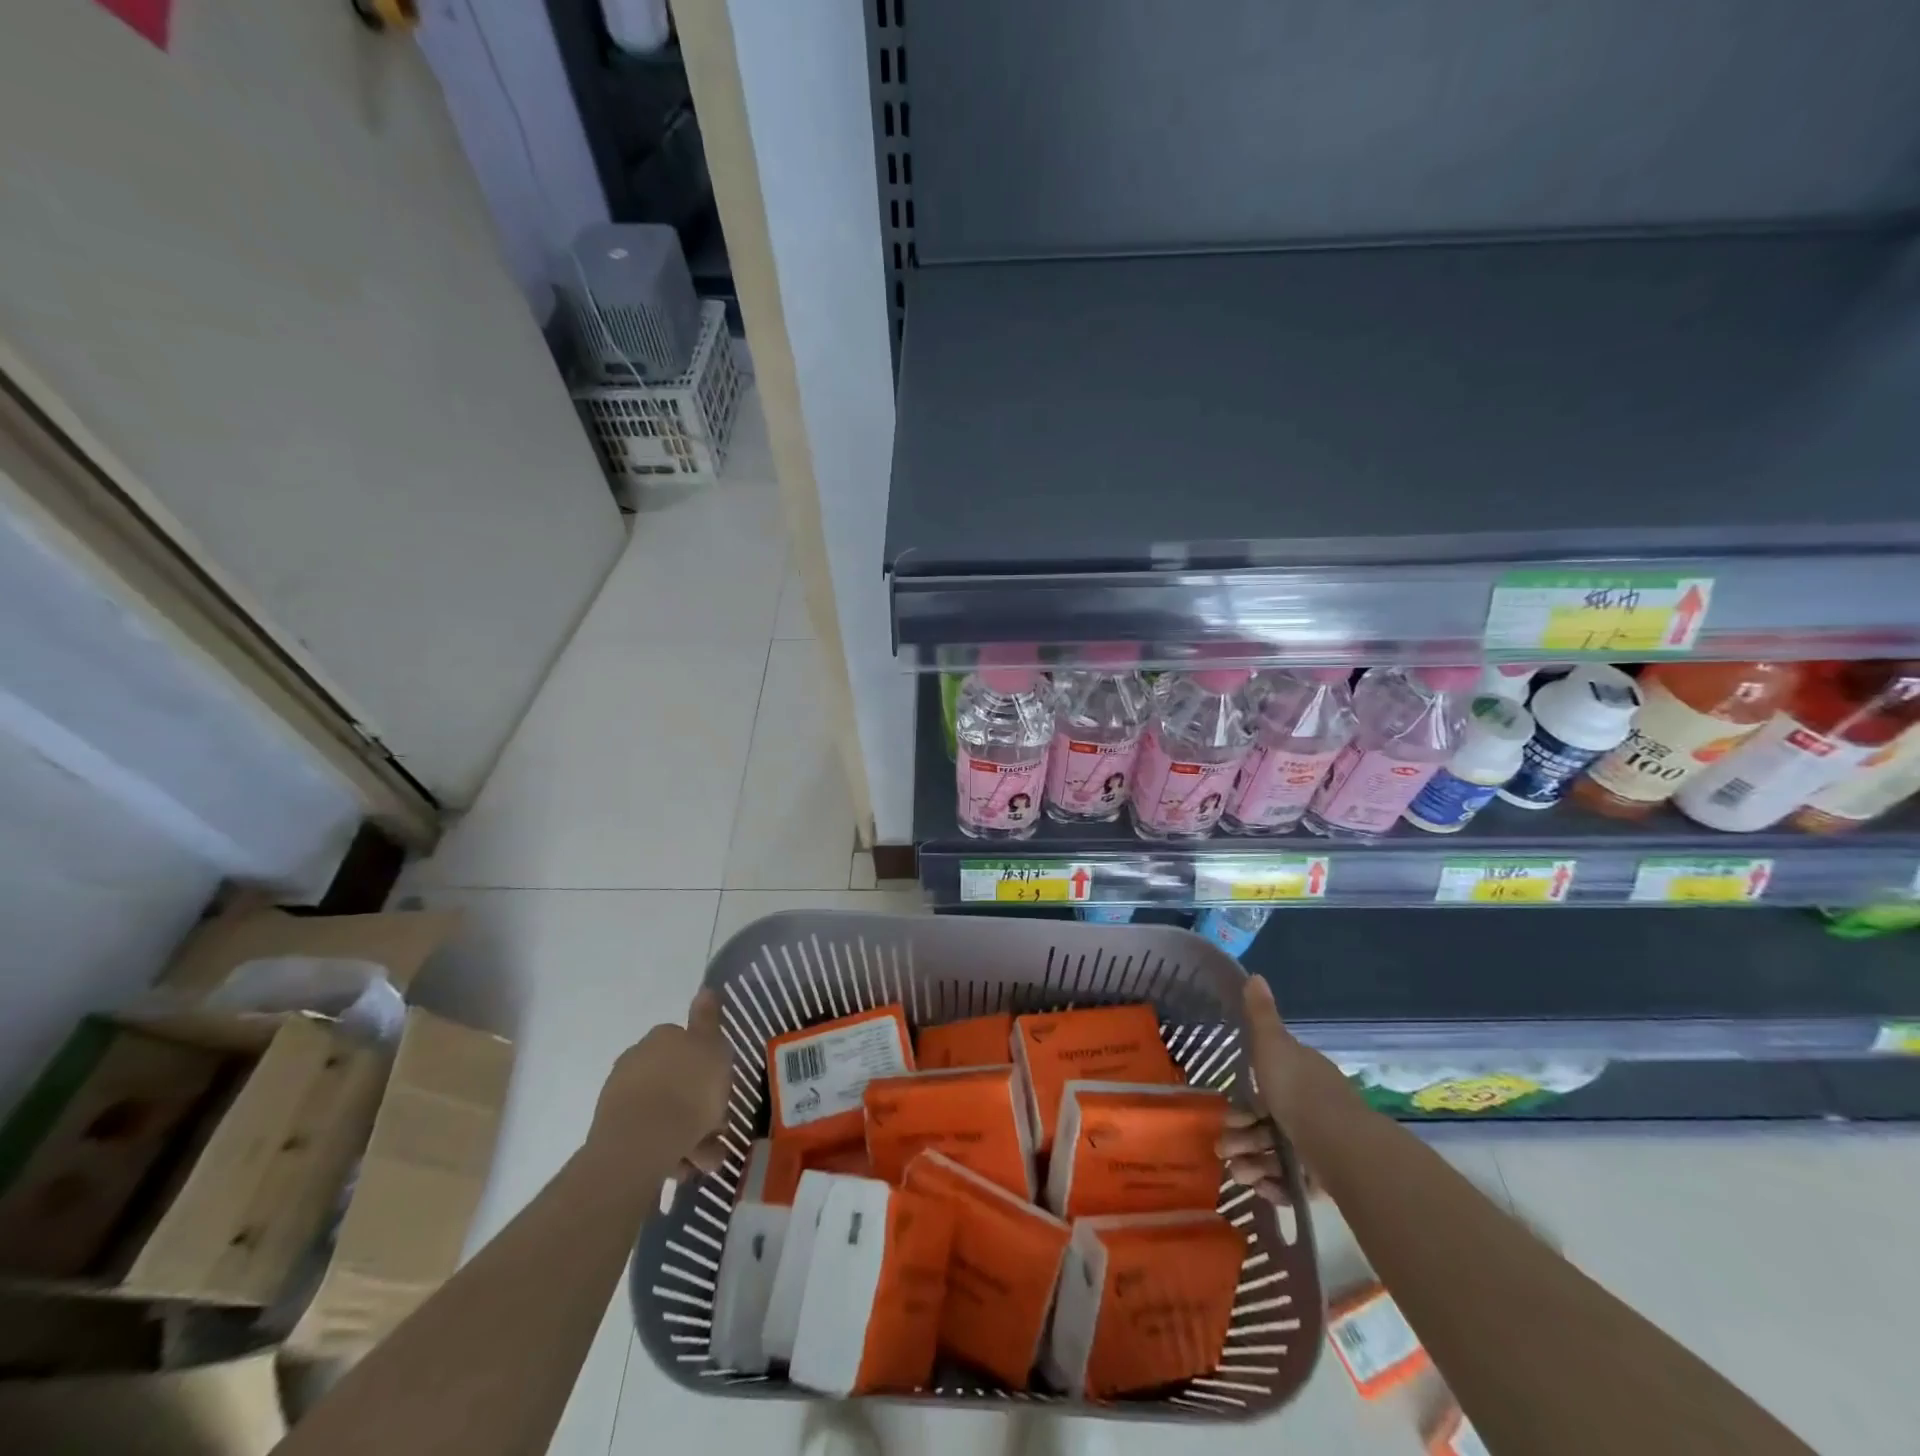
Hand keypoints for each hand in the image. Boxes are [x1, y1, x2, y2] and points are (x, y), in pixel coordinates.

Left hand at [587, 989, 733, 1180]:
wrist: (641, 1142)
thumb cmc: (689, 1090)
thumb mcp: (713, 1048)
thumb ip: (709, 1020)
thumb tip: (705, 988)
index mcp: (663, 1037)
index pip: (689, 1045)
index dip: (709, 1069)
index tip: (722, 1091)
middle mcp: (638, 1058)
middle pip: (677, 1080)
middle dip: (698, 1106)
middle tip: (717, 1132)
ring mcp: (620, 1095)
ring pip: (665, 1111)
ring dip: (687, 1133)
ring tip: (704, 1162)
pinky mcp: (610, 1130)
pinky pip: (649, 1135)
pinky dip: (667, 1148)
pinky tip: (682, 1167)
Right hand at [1218, 975, 1355, 1203]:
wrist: (1341, 1145)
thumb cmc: (1299, 1090)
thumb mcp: (1272, 1044)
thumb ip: (1260, 1015)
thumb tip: (1255, 975)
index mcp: (1301, 1075)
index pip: (1266, 1086)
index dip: (1243, 1101)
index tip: (1226, 1113)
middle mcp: (1311, 1108)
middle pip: (1267, 1122)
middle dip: (1241, 1136)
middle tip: (1223, 1149)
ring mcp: (1319, 1145)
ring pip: (1277, 1154)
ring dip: (1252, 1163)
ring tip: (1240, 1174)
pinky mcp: (1326, 1179)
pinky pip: (1293, 1183)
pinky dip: (1274, 1186)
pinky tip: (1260, 1188)